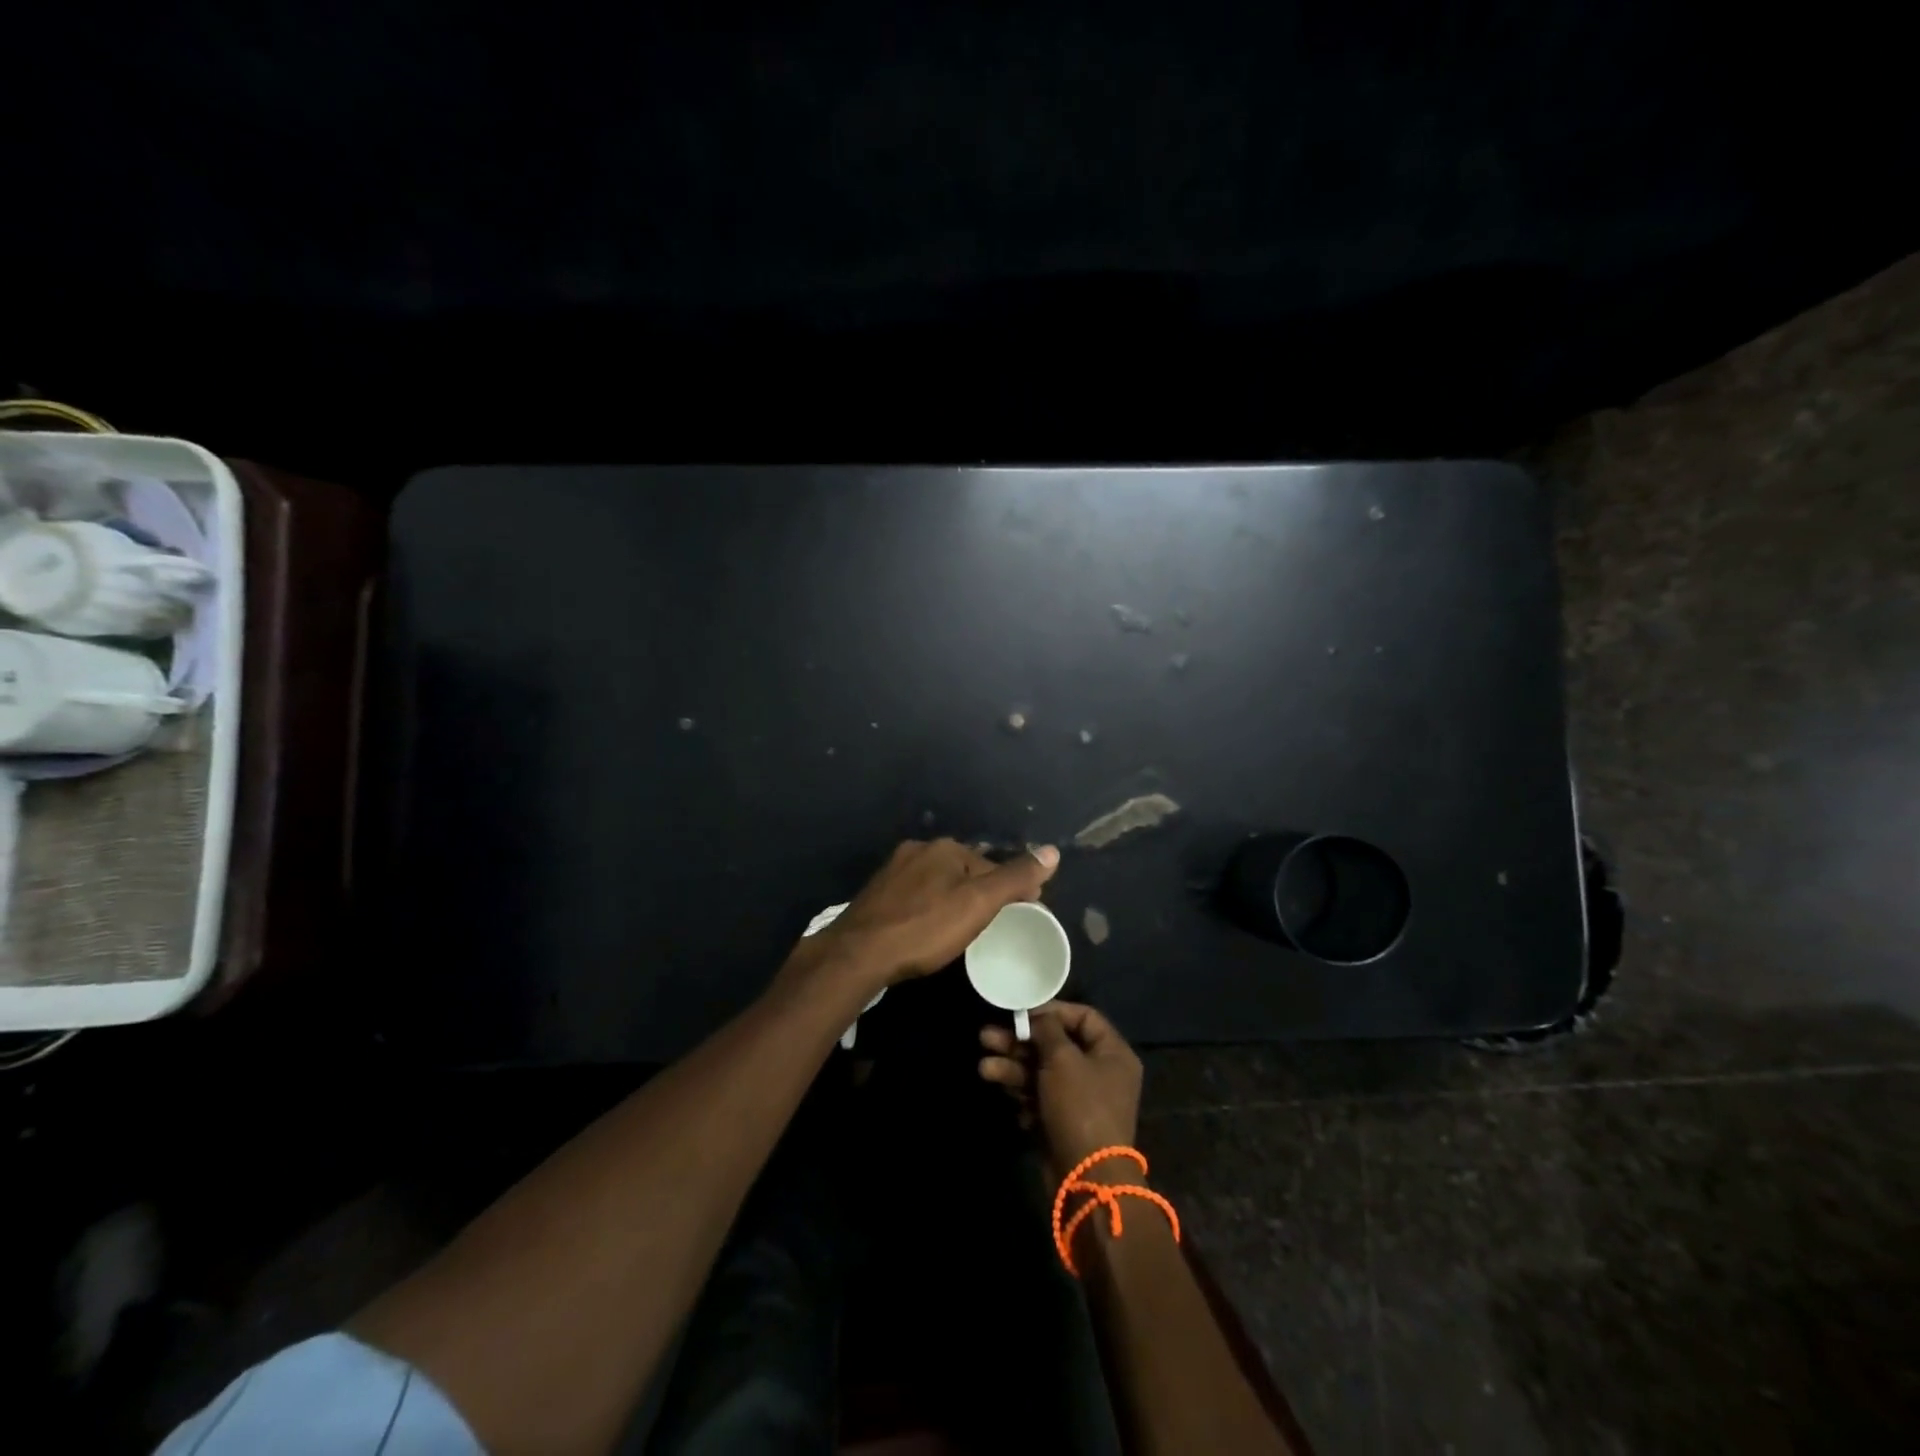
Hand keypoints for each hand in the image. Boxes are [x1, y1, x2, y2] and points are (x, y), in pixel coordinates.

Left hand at [789, 838, 1059, 991]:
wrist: (858, 954)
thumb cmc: (925, 928)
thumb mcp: (978, 904)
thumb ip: (1015, 878)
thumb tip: (1052, 851)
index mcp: (944, 848)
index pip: (990, 865)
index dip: (1010, 889)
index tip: (1022, 914)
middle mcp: (918, 849)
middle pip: (962, 870)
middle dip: (979, 892)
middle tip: (991, 926)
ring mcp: (893, 870)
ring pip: (936, 882)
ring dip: (952, 899)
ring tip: (961, 931)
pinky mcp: (877, 893)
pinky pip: (914, 895)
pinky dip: (928, 908)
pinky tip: (926, 930)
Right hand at [979, 1001, 1142, 1178]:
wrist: (1086, 1178)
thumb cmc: (1079, 1106)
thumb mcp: (1063, 1059)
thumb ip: (1048, 1031)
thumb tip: (1038, 1017)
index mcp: (1112, 1053)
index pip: (1083, 1017)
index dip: (1051, 1011)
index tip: (1021, 1012)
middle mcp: (1100, 1072)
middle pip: (1056, 1046)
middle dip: (1020, 1043)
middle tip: (986, 1038)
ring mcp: (1081, 1099)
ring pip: (1043, 1073)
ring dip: (1013, 1068)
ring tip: (984, 1068)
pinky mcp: (1064, 1122)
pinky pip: (1041, 1098)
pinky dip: (1023, 1095)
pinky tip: (1007, 1096)